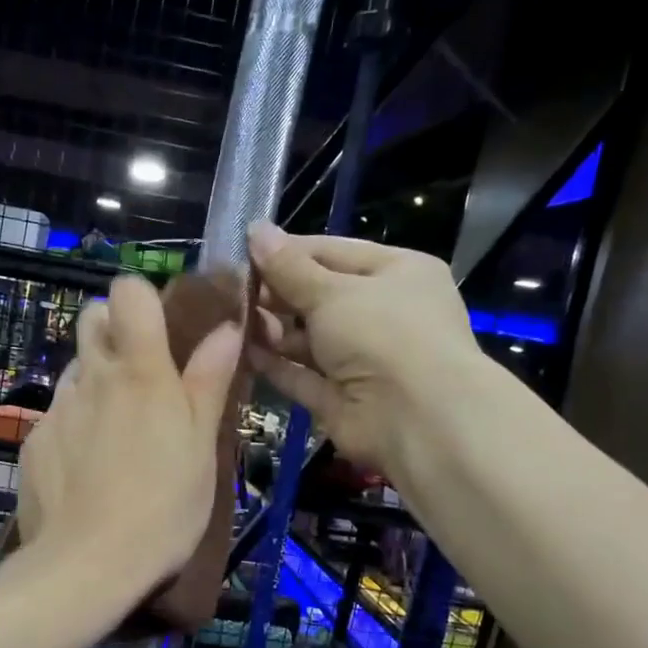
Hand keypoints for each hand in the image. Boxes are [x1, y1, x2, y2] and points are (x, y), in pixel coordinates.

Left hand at [18, 274, 242, 588]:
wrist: (87, 564)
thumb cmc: (163, 506)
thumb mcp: (202, 446)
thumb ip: (210, 381)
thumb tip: (227, 327)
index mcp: (140, 372)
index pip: (128, 292)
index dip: (143, 299)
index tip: (160, 328)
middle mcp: (90, 377)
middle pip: (91, 321)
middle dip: (113, 333)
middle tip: (140, 379)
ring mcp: (56, 409)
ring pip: (74, 373)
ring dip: (94, 386)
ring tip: (116, 436)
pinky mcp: (33, 441)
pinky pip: (56, 417)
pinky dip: (73, 429)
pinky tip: (86, 471)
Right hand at [247, 221, 475, 471]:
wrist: (417, 419)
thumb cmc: (383, 334)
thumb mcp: (332, 291)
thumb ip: (288, 267)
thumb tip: (255, 229)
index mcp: (396, 273)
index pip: (334, 253)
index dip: (288, 252)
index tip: (243, 251)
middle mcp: (382, 314)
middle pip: (319, 296)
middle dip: (276, 293)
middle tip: (229, 289)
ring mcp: (362, 359)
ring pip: (308, 338)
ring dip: (272, 329)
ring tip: (232, 319)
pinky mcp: (341, 397)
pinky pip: (302, 375)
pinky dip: (275, 364)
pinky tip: (240, 351)